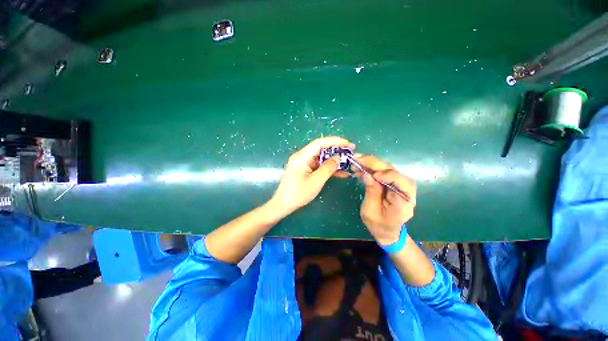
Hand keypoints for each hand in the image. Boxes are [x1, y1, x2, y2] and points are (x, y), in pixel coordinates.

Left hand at [270, 136, 354, 215]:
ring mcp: (303, 163)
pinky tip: (341, 173)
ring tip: (348, 164)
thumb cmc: (298, 194)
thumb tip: (338, 157)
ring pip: (322, 158)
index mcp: (302, 156)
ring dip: (334, 161)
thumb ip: (328, 168)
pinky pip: (319, 166)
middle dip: (336, 151)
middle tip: (350, 154)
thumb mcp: (315, 181)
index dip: (335, 141)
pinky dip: (329, 168)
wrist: (283, 204)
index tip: (348, 144)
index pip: (320, 143)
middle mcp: (302, 156)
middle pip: (321, 149)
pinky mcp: (305, 169)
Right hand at [354, 155, 416, 245]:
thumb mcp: (370, 212)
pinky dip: (371, 167)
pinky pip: (383, 171)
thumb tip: (367, 174)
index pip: (403, 183)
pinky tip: (361, 166)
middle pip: (394, 171)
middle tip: (358, 158)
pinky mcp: (392, 182)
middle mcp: (405, 191)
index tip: (373, 175)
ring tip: (357, 161)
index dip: (389, 175)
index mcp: (404, 203)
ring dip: (371, 163)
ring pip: (388, 169)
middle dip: (375, 163)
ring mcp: (399, 185)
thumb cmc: (378, 225)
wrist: (387, 230)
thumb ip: (371, 192)